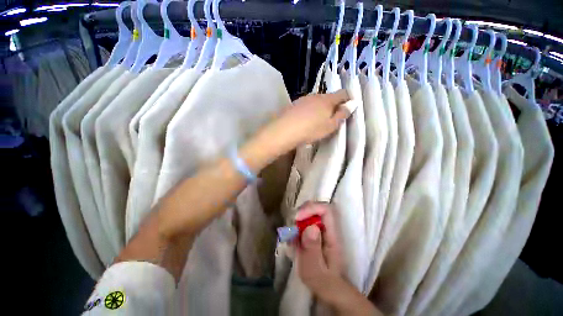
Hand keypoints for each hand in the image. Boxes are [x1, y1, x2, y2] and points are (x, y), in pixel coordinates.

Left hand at [260, 89, 350, 152]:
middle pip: (328, 97)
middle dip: (332, 104)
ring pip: (316, 101)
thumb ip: (342, 114)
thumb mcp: (330, 126)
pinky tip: (305, 119)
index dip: (348, 98)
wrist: (285, 130)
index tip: (349, 106)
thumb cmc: (311, 129)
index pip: (342, 94)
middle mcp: (316, 95)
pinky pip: (306, 105)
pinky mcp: (293, 104)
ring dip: (320, 107)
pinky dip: (309, 110)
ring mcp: (303, 99)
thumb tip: (352, 104)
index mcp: (327, 100)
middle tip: (332, 116)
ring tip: (318, 119)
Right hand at [296, 202, 380, 315]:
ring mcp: (323, 229)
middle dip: (303, 212)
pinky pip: (308, 220)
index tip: (297, 218)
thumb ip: (313, 249)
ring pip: (312, 212)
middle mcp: (329, 228)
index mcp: (332, 235)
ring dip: (300, 219)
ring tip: (292, 234)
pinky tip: (294, 239)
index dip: (311, 208)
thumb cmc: (323, 281)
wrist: (329, 287)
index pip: (326, 210)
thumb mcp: (315, 270)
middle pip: (318, 207)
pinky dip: (299, 225)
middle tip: (293, 224)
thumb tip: (311, 227)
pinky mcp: (317, 231)